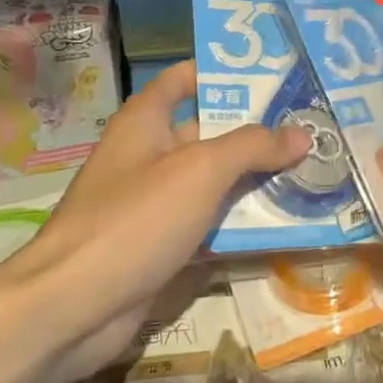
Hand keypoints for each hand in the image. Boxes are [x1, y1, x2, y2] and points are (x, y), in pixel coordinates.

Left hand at [1, 60, 309, 382]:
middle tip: (311, 129)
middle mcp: (148, 154)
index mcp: (146, 120)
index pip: (186, 78)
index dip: (225, 73)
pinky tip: (282, 224)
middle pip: (209, 132)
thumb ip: (252, 147)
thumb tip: (302, 134)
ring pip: (212, 182)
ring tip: (311, 173)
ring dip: (254, 181)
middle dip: (257, 133)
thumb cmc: (135, 219)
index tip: (275, 75)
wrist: (70, 309)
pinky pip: (206, 224)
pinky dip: (238, 223)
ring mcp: (153, 203)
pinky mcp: (159, 245)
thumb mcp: (201, 171)